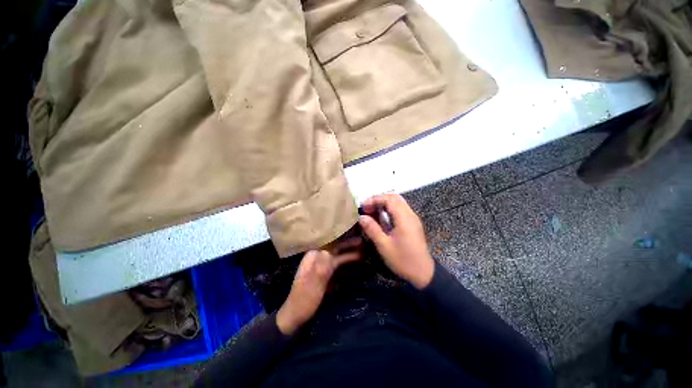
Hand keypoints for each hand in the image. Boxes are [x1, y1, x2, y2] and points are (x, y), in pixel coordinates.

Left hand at [276, 239, 360, 334]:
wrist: (296, 317)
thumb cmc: (304, 299)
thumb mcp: (313, 285)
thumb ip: (321, 268)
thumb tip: (329, 252)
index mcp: (313, 256)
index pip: (329, 241)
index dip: (341, 237)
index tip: (354, 232)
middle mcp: (318, 257)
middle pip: (335, 248)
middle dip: (349, 244)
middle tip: (363, 242)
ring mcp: (322, 266)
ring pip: (338, 256)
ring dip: (350, 254)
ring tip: (364, 251)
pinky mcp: (326, 275)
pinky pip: (338, 265)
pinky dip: (347, 263)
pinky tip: (357, 263)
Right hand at [358, 194, 433, 289]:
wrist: (423, 273)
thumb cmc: (403, 260)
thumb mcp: (384, 246)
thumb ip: (372, 229)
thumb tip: (361, 217)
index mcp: (404, 218)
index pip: (389, 199)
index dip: (375, 199)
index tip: (363, 206)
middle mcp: (410, 214)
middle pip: (394, 197)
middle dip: (379, 199)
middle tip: (367, 208)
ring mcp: (412, 218)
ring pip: (398, 202)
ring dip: (384, 204)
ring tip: (371, 212)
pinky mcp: (412, 223)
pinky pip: (400, 209)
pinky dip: (389, 209)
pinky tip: (381, 218)